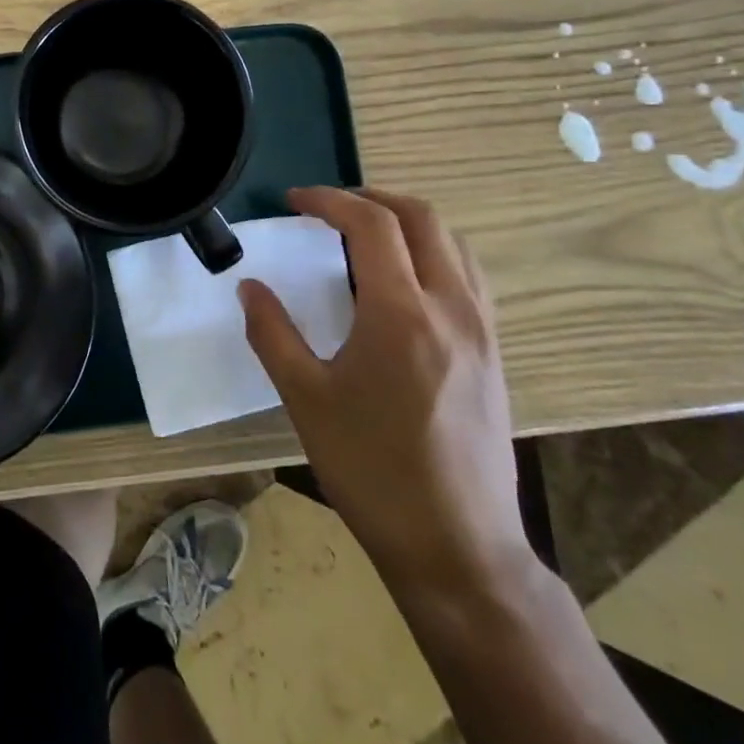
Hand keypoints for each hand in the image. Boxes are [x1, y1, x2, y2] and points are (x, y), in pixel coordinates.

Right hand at [239, 187, 529, 595]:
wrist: (456, 546)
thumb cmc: (371, 470)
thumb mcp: (306, 399)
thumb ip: (272, 333)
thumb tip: (249, 286)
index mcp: (400, 313)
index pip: (370, 224)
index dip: (329, 200)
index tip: (295, 201)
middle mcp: (450, 307)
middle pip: (422, 217)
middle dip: (372, 197)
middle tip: (329, 207)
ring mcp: (481, 330)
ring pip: (453, 242)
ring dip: (408, 221)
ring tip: (365, 233)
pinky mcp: (494, 352)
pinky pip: (468, 275)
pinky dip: (434, 251)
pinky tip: (405, 281)